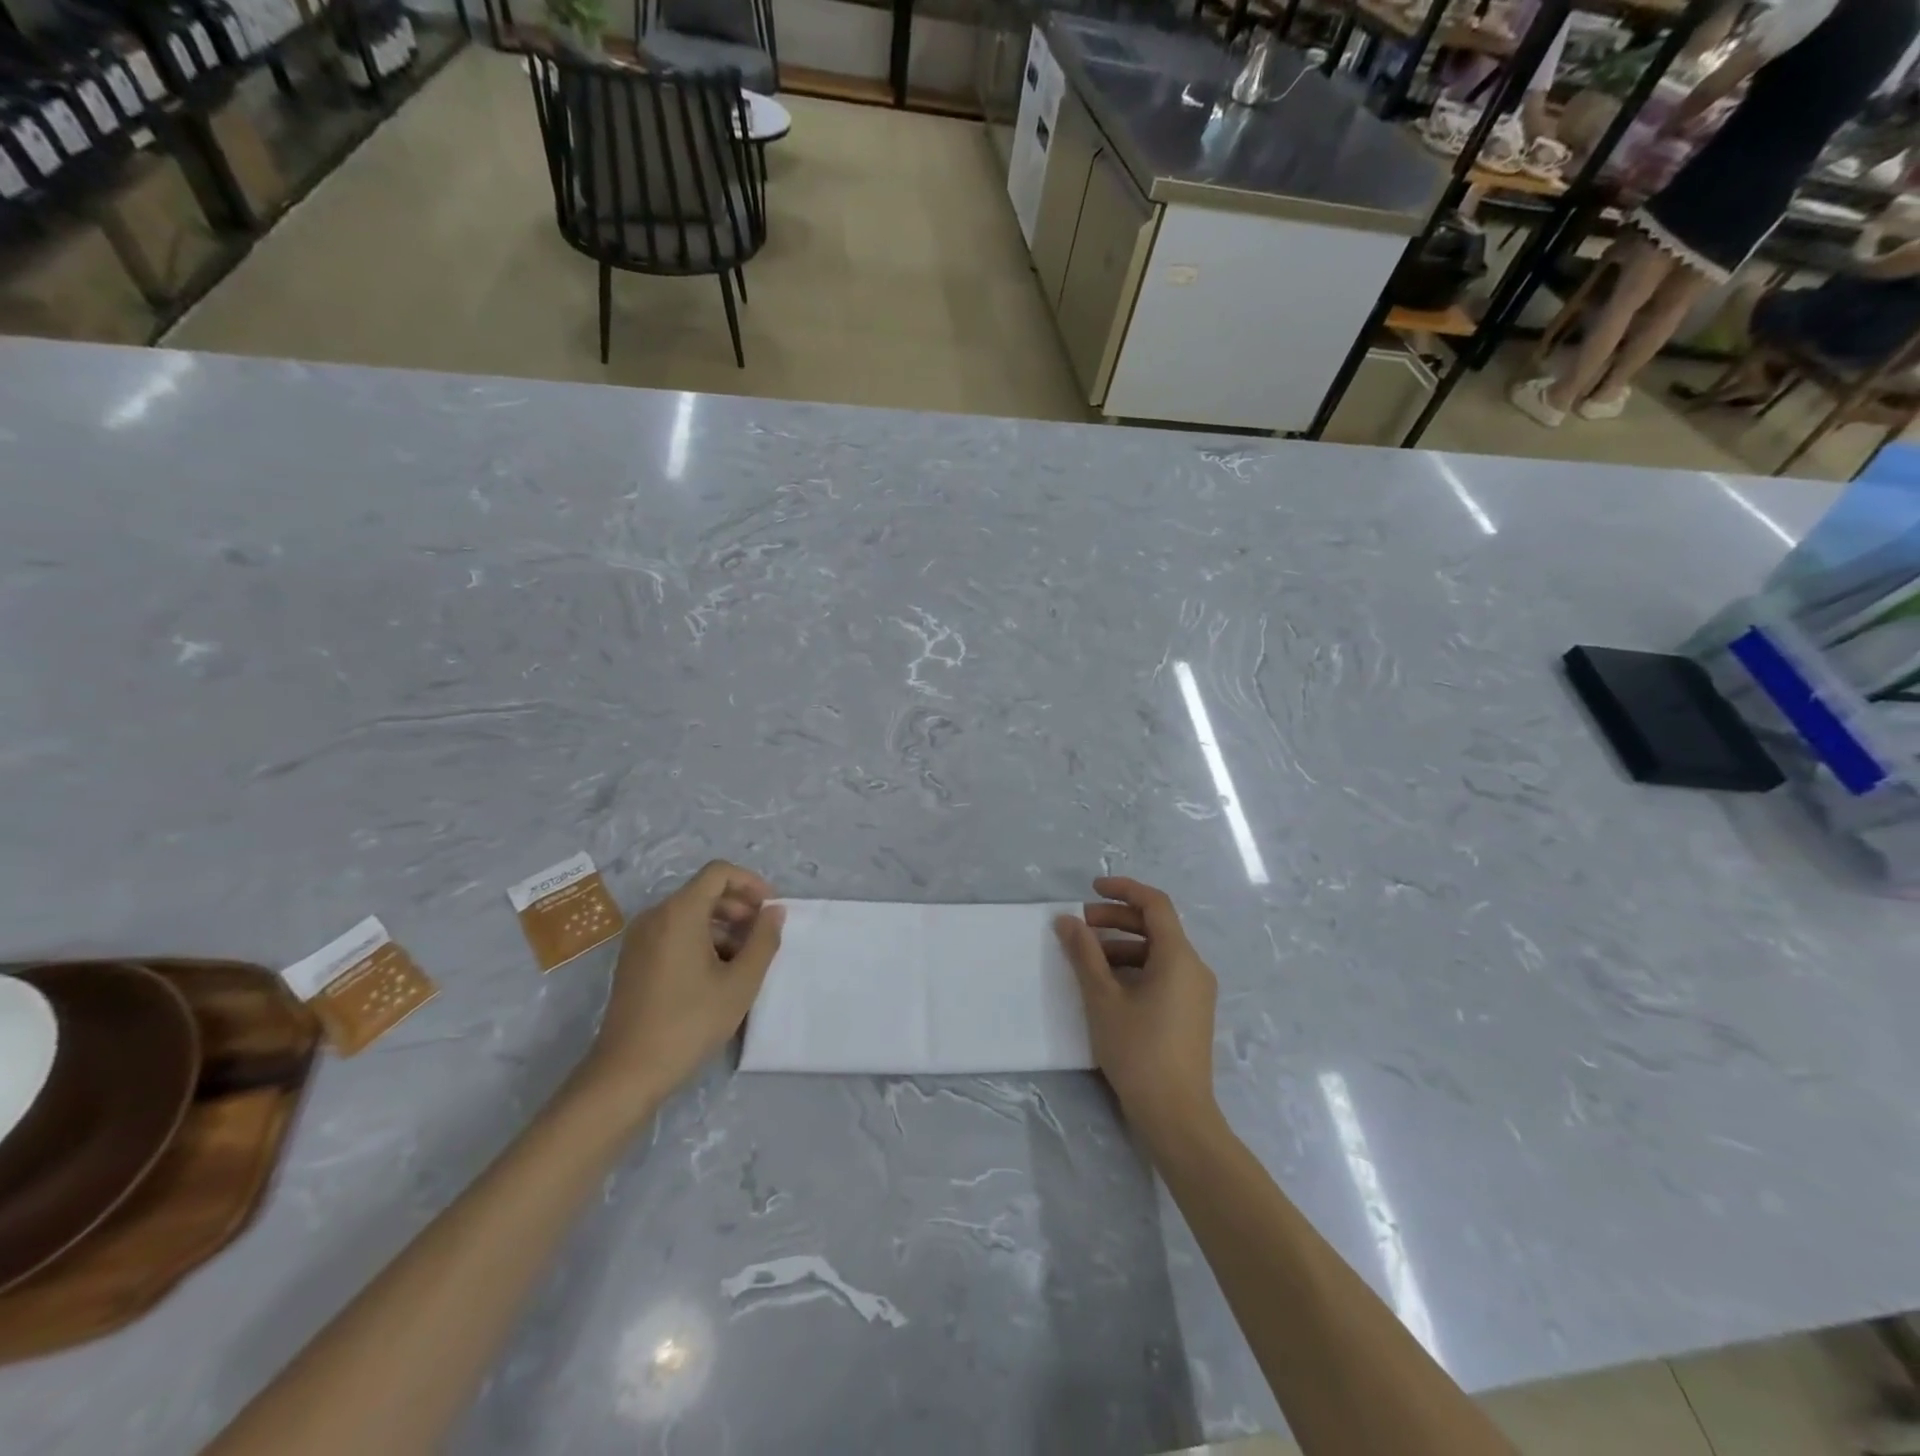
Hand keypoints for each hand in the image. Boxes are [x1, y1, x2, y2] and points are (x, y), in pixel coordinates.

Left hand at [575, 861, 783, 1120]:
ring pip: (690, 915)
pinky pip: (674, 933)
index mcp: (679, 913)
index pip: (719, 873)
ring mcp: (639, 939)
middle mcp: (655, 916)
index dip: (750, 883)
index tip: (770, 910)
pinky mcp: (634, 961)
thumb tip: (774, 912)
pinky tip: (717, 975)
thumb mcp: (740, 983)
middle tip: (763, 938)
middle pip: (704, 892)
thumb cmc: (689, 1023)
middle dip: (739, 908)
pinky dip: (701, 941)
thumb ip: (764, 940)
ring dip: (723, 927)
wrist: (627, 1073)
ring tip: (744, 961)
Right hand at [1054, 877, 1218, 1141]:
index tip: (1091, 889)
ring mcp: (1196, 992)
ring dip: (1122, 945)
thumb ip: (1084, 954)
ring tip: (1087, 958)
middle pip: (1156, 926)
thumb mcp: (1103, 998)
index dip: (1123, 890)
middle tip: (1080, 925)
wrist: (1176, 1116)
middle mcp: (1194, 968)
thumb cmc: (1138, 1051)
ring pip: (1158, 952)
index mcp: (1179, 957)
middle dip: (1116, 919)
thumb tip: (1066, 920)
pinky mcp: (1190, 1013)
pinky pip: (1163, 973)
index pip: (1155, 904)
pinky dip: (1134, 967)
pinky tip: (1107, 985)